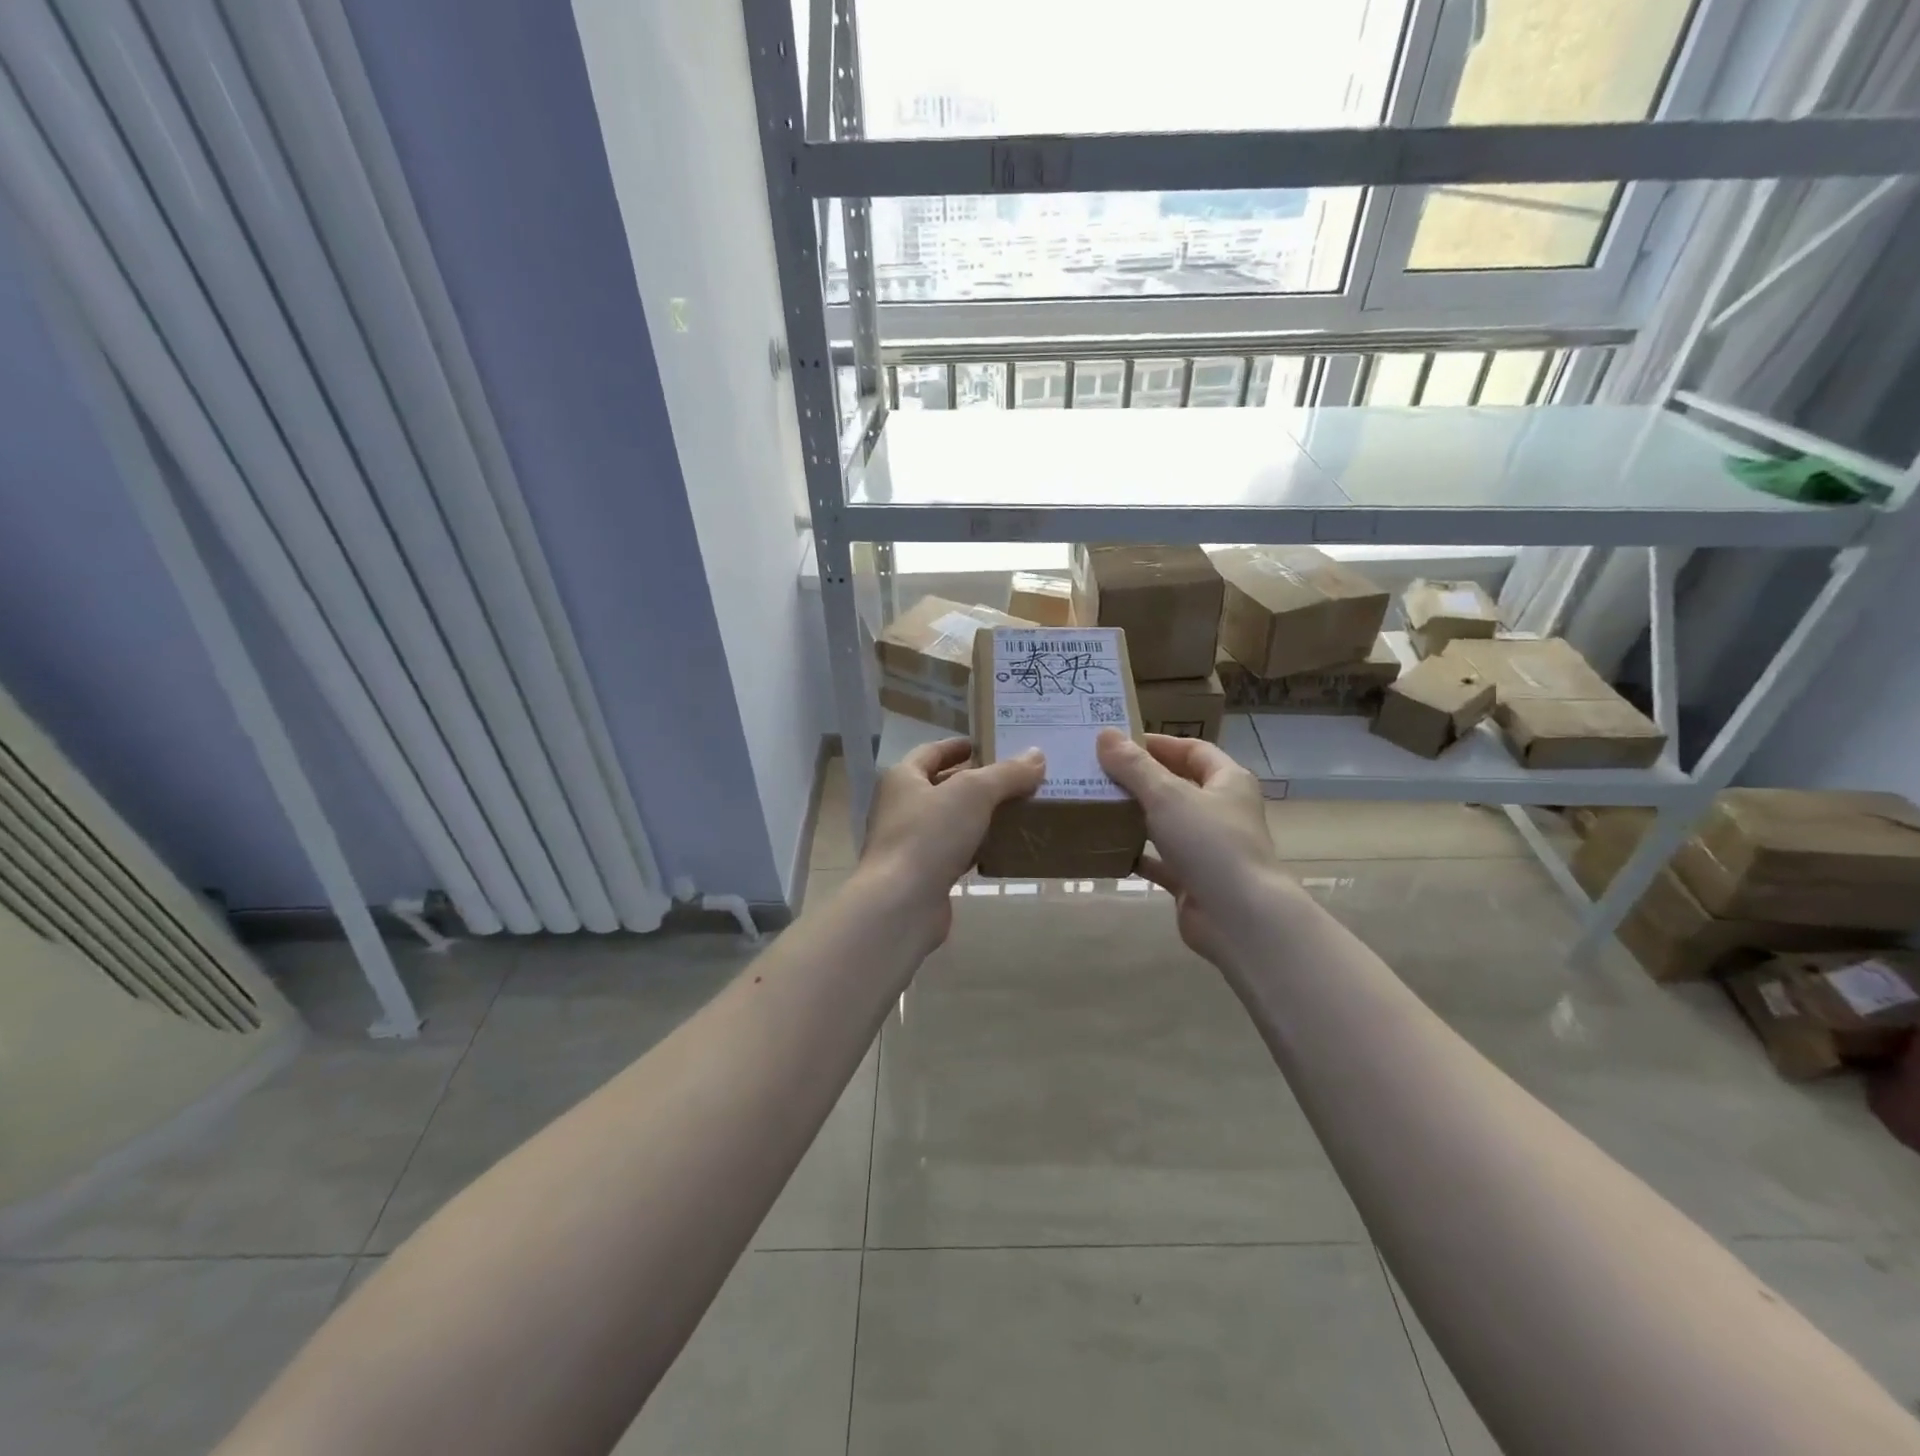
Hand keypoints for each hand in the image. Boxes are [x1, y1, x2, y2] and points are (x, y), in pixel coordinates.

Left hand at [856, 737, 1045, 948]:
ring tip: (1017, 810)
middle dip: (975, 782)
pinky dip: (977, 848)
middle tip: (1013, 778)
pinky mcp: (923, 876)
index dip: (957, 746)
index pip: (931, 752)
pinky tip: (1003, 848)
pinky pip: (954, 853)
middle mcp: (900, 808)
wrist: (901, 904)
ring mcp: (910, 844)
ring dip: (978, 816)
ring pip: (950, 822)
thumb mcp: (974, 793)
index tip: (986, 744)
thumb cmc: (929, 835)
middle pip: (941, 786)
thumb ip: (1006, 773)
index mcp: (903, 779)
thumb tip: (1036, 756)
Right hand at [1095, 730, 1291, 965]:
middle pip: (1178, 785)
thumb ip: (1134, 766)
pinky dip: (1138, 854)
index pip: (1193, 750)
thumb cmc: (1210, 843)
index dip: (1158, 744)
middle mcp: (1222, 811)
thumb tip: (1104, 735)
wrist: (1239, 917)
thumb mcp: (1167, 795)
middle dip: (1141, 779)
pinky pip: (1160, 861)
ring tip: (1098, 805)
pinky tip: (1108, 848)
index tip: (1118, 743)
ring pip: (1168, 824)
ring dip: (1137, 816)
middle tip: (1100, 772)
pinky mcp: (1194, 880)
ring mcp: (1209, 848)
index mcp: (1228, 782)